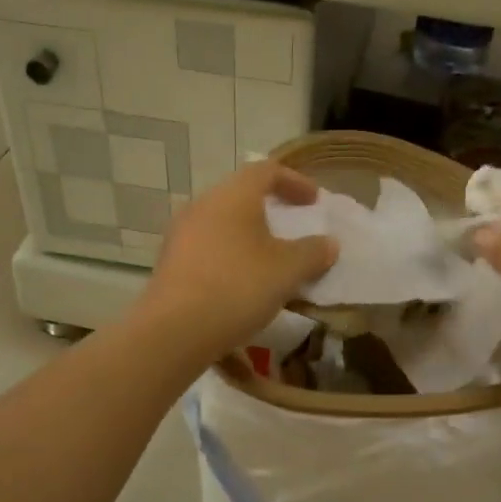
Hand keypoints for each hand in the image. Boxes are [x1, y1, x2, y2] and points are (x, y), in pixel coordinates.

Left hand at [135, 162, 337, 362]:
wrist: (174, 330)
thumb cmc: (237, 287)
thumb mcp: (287, 270)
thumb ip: (313, 252)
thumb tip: (329, 243)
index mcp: (233, 195)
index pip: (266, 170)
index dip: (295, 181)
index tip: (314, 202)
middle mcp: (202, 205)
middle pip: (241, 195)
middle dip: (270, 209)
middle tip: (292, 227)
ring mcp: (181, 234)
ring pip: (223, 223)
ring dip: (249, 235)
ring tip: (270, 260)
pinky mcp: (171, 263)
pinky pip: (208, 248)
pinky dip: (231, 256)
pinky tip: (242, 283)